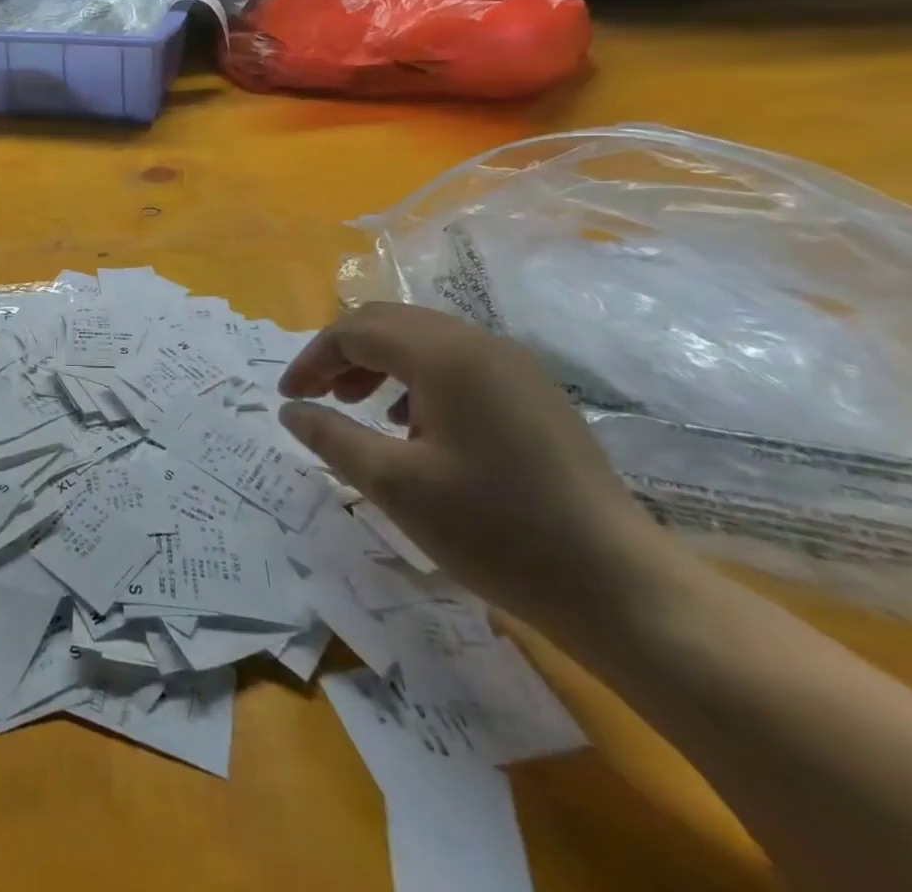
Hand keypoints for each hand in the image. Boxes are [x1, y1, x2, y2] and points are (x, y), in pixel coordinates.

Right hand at [279, 303, 677, 635]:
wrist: (622, 589)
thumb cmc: (496, 531)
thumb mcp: (395, 485)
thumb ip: (332, 437)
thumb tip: (290, 410)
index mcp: (445, 356)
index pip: (355, 331)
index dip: (313, 358)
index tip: (289, 398)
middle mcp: (479, 344)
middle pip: (388, 323)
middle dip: (342, 354)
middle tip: (317, 397)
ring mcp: (513, 366)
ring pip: (421, 339)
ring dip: (377, 363)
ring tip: (357, 408)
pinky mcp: (532, 394)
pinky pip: (455, 363)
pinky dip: (415, 379)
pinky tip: (411, 425)